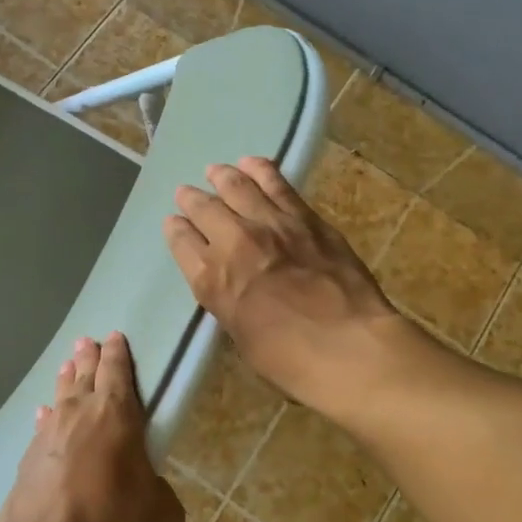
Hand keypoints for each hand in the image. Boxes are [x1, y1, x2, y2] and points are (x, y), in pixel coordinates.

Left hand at [0, 333, 184, 521]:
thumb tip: (148, 486)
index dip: (118, 353)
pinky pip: (42, 428)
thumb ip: (159, 491)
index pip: (117, 372)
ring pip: (59, 398)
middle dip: (88, 357)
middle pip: (84, 376)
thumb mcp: (162, 516)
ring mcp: (47, 438)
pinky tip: (44, 416)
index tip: (114, 336)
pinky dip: (47, 418)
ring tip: (68, 367)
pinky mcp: (26, 464)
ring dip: (66, 381)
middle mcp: (79, 416)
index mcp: (117, 417)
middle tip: (87, 341)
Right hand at [164, 156, 410, 408]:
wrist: (348, 345)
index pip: (182, 243)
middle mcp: (233, 243)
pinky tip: (252, 163)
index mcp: (211, 281)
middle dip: (191, 199)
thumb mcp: (242, 336)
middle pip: (204, 209)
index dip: (176, 230)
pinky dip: (260, 170)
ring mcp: (270, 225)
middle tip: (186, 193)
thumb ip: (230, 302)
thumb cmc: (291, 359)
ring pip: (237, 187)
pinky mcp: (304, 217)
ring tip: (215, 170)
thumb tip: (232, 284)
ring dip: (222, 176)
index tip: (174, 222)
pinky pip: (276, 184)